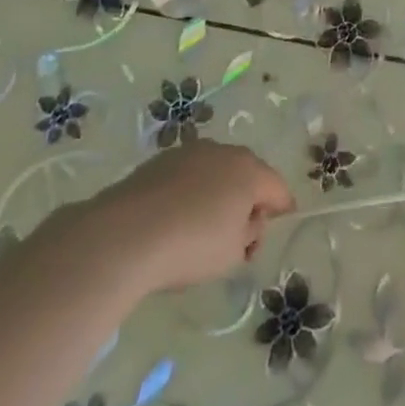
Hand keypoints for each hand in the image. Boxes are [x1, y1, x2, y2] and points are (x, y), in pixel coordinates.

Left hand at [98, 141, 294, 292]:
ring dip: (217, 193)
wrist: (123, 235)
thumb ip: (249, 234)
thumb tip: (247, 221)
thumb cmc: (191, 245)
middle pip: (248, 175)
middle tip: (239, 234)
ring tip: (202, 227)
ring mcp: (190, 152)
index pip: (278, 189)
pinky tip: (174, 219)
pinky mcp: (159, 161)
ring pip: (216, 172)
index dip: (281, 209)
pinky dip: (189, 193)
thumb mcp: (233, 253)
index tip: (277, 225)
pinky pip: (187, 176)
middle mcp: (224, 152)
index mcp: (250, 171)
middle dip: (248, 200)